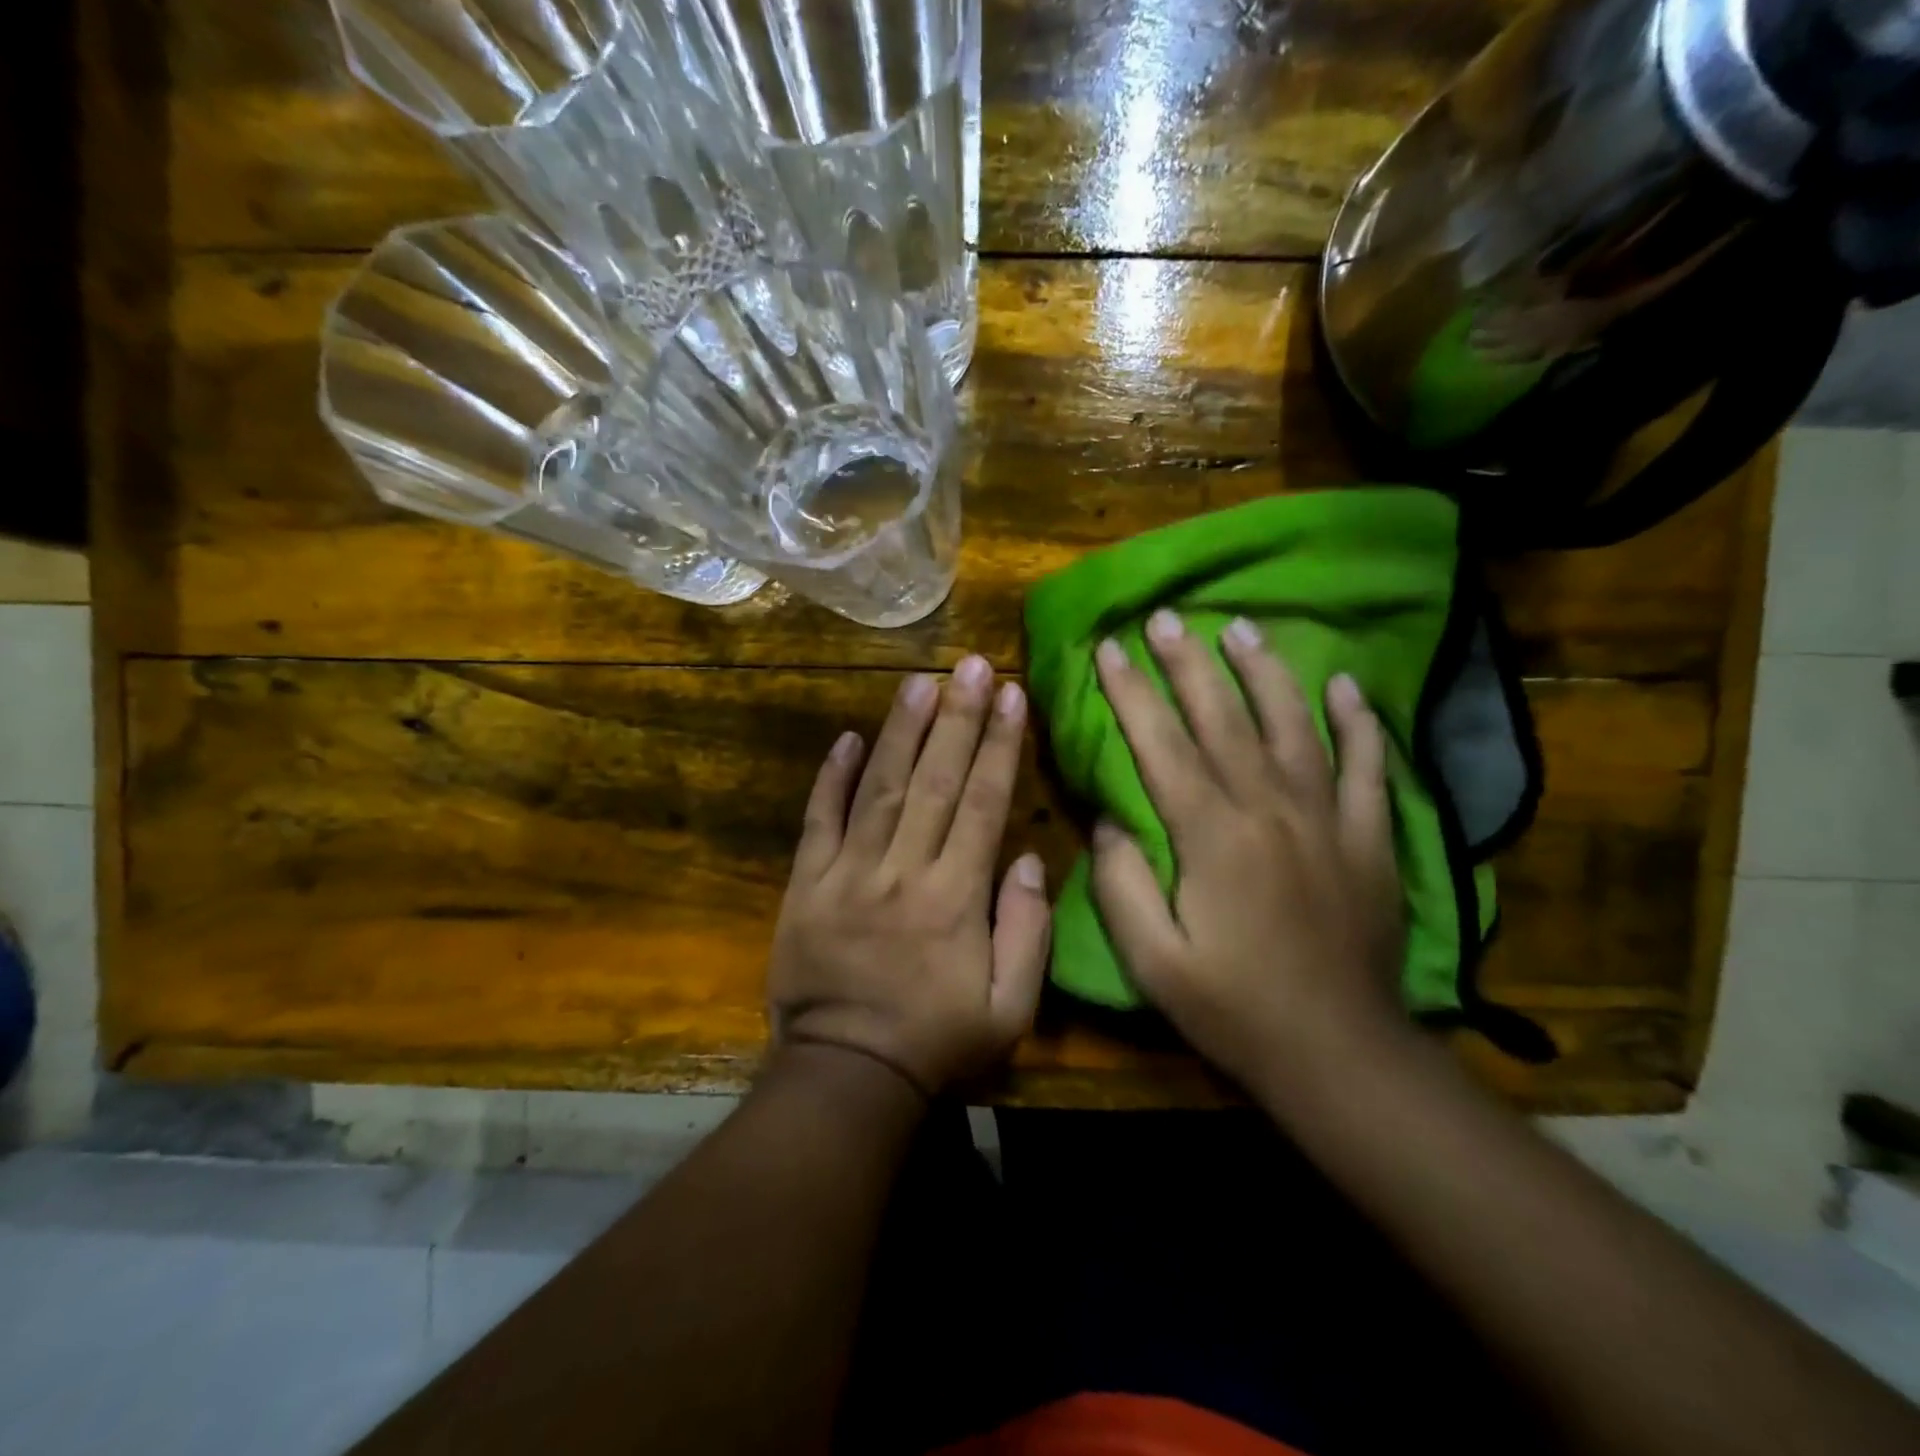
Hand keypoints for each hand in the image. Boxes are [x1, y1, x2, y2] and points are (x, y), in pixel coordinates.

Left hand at [766, 655, 1050, 1097]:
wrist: (846, 1075)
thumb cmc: (937, 1042)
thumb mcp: (1010, 1008)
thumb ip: (1027, 931)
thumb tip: (1026, 857)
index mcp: (955, 897)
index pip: (983, 803)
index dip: (998, 745)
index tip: (1011, 695)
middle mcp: (903, 870)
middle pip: (934, 780)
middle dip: (957, 717)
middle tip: (971, 664)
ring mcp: (848, 874)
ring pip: (879, 788)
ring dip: (901, 731)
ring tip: (920, 680)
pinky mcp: (806, 884)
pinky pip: (818, 821)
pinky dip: (830, 778)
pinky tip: (847, 738)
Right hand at [1090, 610, 1406, 1095]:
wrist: (1338, 1053)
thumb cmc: (1232, 1007)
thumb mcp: (1151, 959)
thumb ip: (1121, 882)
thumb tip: (1109, 820)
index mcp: (1210, 835)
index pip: (1161, 744)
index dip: (1131, 693)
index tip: (1109, 648)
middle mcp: (1269, 808)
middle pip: (1223, 718)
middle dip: (1188, 663)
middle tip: (1166, 617)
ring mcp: (1326, 818)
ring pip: (1293, 724)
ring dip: (1264, 671)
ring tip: (1241, 628)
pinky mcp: (1368, 838)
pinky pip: (1367, 766)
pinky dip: (1358, 721)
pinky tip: (1345, 685)